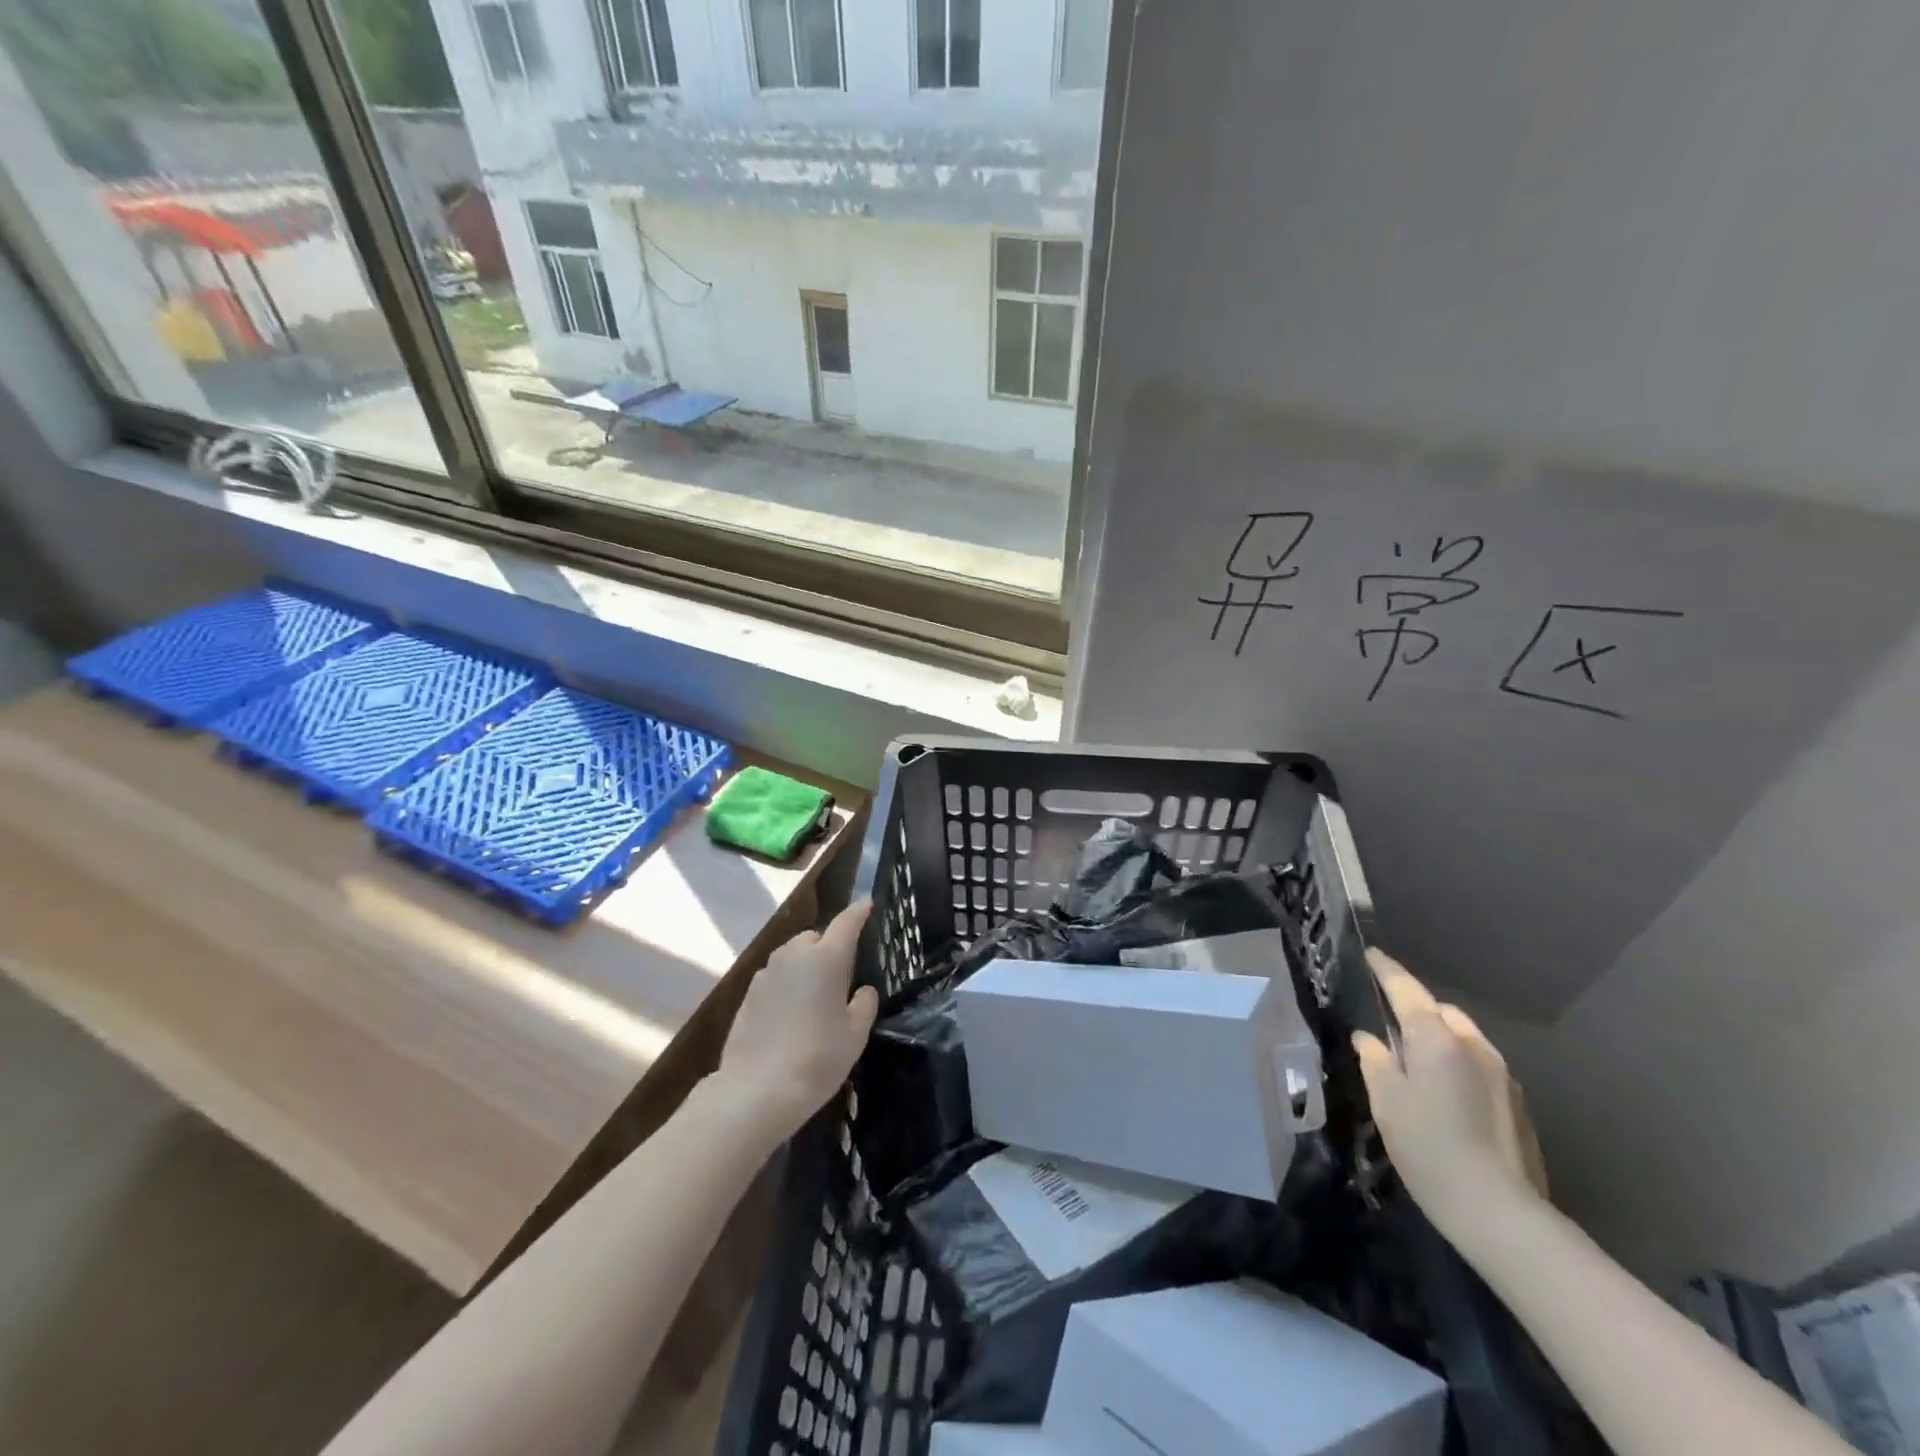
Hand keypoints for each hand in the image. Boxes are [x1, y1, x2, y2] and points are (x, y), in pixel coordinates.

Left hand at [715, 900, 879, 1145]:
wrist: (757, 1090)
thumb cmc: (817, 1059)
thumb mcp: (855, 1035)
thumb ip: (864, 1005)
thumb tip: (862, 990)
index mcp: (827, 958)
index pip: (847, 922)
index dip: (859, 911)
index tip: (868, 904)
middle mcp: (795, 955)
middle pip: (816, 937)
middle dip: (829, 946)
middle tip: (841, 974)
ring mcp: (767, 972)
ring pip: (792, 956)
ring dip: (805, 965)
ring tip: (815, 996)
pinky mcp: (748, 993)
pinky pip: (775, 977)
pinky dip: (786, 984)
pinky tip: (791, 1013)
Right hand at [1353, 949, 1548, 1233]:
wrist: (1500, 1212)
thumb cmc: (1429, 1148)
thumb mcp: (1386, 1102)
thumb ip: (1375, 1061)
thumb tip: (1369, 1039)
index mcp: (1436, 1039)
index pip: (1406, 989)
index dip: (1386, 970)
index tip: (1370, 955)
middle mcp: (1474, 1046)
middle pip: (1440, 1010)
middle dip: (1416, 1007)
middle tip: (1389, 1021)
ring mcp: (1502, 1074)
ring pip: (1464, 1036)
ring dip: (1440, 1035)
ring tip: (1417, 1057)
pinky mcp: (1518, 1103)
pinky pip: (1480, 1063)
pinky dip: (1458, 1061)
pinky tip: (1446, 1090)